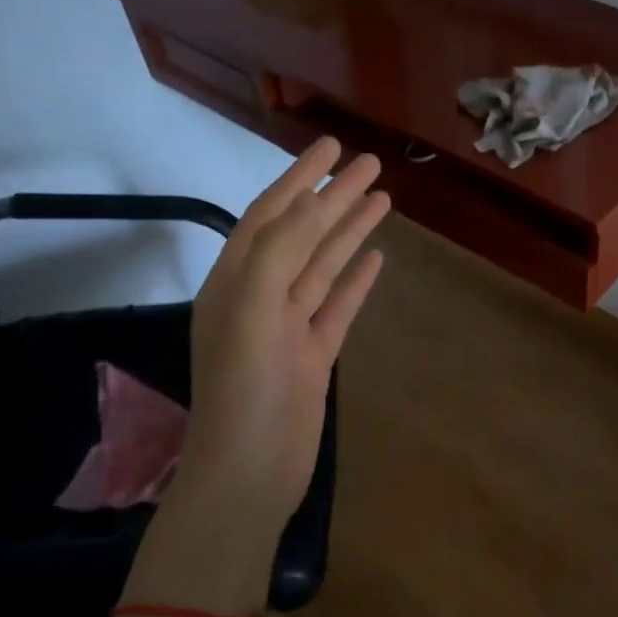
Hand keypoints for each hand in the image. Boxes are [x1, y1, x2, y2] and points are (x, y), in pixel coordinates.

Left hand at [173, 137, 389, 535]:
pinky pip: (338, 306)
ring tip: (382, 200)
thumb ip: (278, 254)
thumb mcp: (253, 310)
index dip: (299, 177)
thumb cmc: (246, 390)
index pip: (269, 215)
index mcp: (235, 281)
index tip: (331, 145)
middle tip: (370, 164)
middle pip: (302, 234)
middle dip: (333, 197)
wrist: (250, 471)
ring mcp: (290, 326)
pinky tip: (377, 258)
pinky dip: (356, 280)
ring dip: (350, 232)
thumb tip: (311, 206)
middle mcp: (260, 296)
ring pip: (324, 267)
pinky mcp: (314, 354)